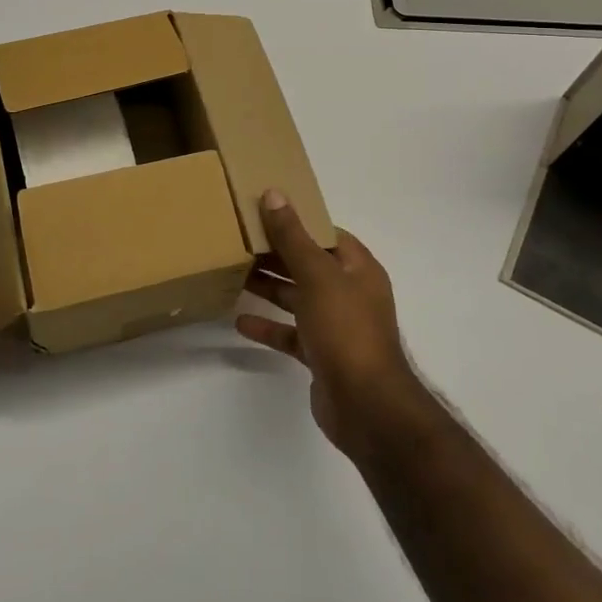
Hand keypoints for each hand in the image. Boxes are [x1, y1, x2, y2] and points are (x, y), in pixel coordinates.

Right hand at [237, 189, 431, 459]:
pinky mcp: (322, 354)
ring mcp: (336, 326)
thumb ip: (293, 237)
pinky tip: (240, 322)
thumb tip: (273, 194)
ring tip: (233, 272)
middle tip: (238, 239)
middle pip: (308, 264)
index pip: (326, 233)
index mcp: (358, 268)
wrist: (367, 406)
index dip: (297, 220)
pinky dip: (268, 326)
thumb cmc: (346, 330)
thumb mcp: (317, 275)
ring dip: (269, 287)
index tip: (262, 210)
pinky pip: (291, 333)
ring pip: (298, 297)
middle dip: (276, 253)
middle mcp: (349, 293)